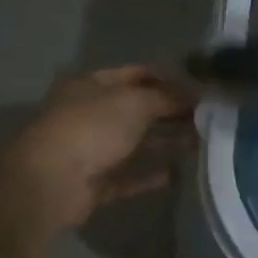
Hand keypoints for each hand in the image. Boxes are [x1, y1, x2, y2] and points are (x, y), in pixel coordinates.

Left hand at [0, 66, 197, 233]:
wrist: (50, 182)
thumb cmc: (92, 128)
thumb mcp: (135, 102)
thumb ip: (167, 98)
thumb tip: (195, 95)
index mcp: (92, 85)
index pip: (136, 74)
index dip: (168, 79)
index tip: (200, 89)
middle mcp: (91, 114)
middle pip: (138, 109)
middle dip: (171, 112)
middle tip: (207, 118)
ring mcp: (91, 150)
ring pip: (135, 143)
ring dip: (166, 142)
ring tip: (200, 143)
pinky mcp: (95, 183)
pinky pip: (128, 176)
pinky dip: (151, 175)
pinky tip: (178, 174)